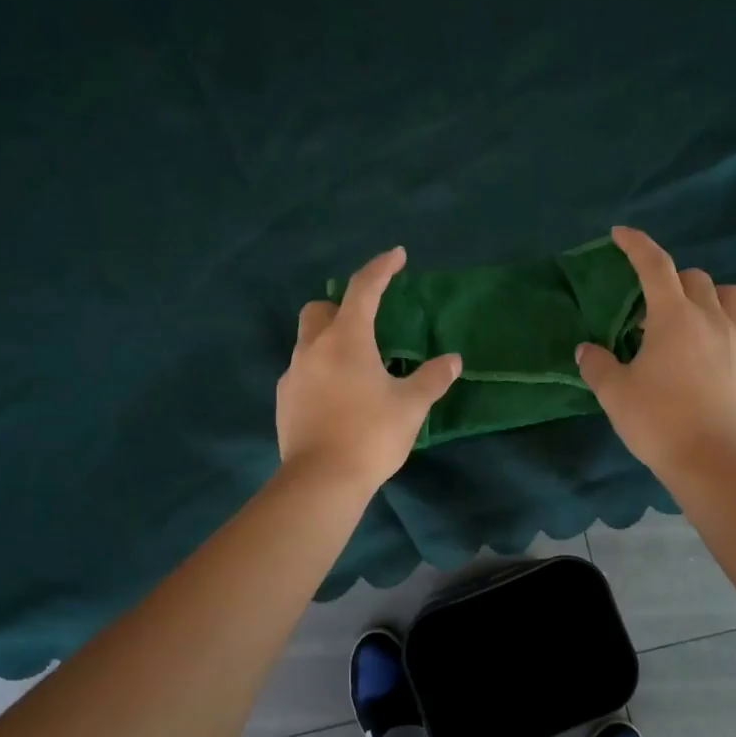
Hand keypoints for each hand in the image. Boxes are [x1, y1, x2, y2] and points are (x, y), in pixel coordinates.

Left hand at [277, 246, 460, 492]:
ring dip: (330, 342)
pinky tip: (337, 398)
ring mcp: (293, 375)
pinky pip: (302, 373)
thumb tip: (452, 361)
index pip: (364, 289)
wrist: (321, 480)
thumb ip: (432, 378)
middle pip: (320, 310)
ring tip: (356, 368)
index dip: (381, 268)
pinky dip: (319, 372)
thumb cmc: (370, 435)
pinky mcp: (283, 401)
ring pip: (308, 342)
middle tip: (367, 324)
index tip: (397, 256)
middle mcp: (313, 348)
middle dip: (342, 306)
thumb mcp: (410, 406)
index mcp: (347, 339)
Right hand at [575, 226, 735, 479]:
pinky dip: (735, 324)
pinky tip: (722, 343)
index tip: (621, 234)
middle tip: (651, 314)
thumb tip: (586, 349)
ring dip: (710, 297)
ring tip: (694, 320)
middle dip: (670, 284)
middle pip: (694, 278)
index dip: (636, 245)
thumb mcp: (614, 394)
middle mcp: (711, 317)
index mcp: (673, 318)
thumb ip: (596, 365)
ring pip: (732, 295)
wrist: (711, 460)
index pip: (654, 266)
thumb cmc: (658, 422)